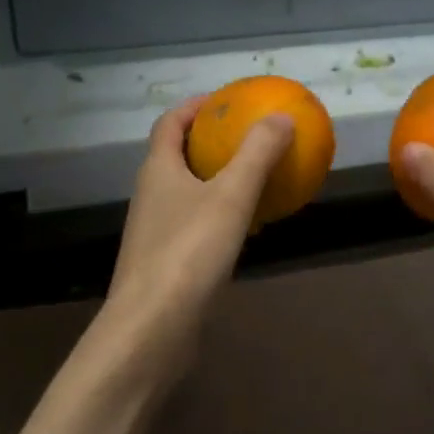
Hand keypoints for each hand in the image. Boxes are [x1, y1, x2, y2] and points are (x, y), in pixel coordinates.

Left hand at [98, 96, 294, 377]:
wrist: (152, 331)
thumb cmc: (188, 253)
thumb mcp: (230, 196)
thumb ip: (257, 154)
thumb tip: (281, 116)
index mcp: (158, 170)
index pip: (170, 123)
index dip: (195, 107)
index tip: (226, 101)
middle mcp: (151, 195)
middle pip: (178, 155)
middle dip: (211, 142)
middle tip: (249, 137)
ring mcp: (157, 231)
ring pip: (189, 192)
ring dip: (218, 180)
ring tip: (256, 177)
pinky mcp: (167, 263)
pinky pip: (197, 224)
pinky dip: (221, 215)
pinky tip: (249, 228)